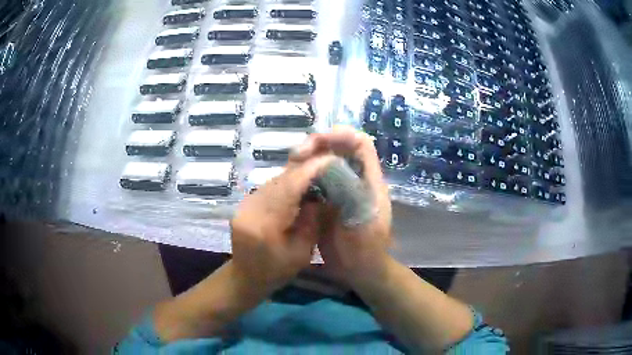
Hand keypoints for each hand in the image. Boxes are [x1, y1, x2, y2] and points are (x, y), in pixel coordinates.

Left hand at [230, 154, 335, 292]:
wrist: (245, 277)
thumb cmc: (276, 272)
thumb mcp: (302, 253)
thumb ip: (312, 222)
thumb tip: (321, 194)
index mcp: (265, 225)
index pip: (289, 188)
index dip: (310, 171)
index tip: (330, 160)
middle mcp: (250, 209)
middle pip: (280, 180)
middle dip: (304, 170)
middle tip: (326, 165)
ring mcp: (244, 204)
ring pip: (274, 180)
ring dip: (295, 176)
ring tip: (315, 174)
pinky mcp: (243, 203)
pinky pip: (268, 187)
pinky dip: (284, 184)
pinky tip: (297, 187)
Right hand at [290, 127, 392, 285]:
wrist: (359, 271)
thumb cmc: (366, 248)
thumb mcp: (362, 220)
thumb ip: (350, 191)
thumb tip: (328, 164)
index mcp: (369, 179)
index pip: (360, 143)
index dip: (341, 134)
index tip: (317, 141)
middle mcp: (354, 179)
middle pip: (337, 148)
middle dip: (317, 145)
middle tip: (296, 156)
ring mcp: (339, 190)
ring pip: (322, 163)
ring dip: (307, 160)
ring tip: (290, 166)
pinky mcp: (325, 201)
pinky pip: (312, 181)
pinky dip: (301, 177)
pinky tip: (289, 182)